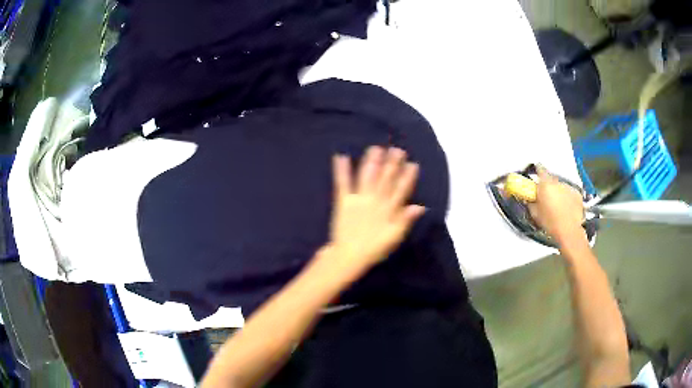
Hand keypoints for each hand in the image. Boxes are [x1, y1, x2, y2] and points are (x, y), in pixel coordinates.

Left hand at [324, 146, 425, 277]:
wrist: (349, 256)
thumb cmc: (374, 248)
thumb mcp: (395, 237)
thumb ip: (406, 220)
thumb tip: (420, 206)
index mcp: (389, 210)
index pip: (401, 190)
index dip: (407, 177)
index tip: (412, 164)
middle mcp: (375, 201)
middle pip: (385, 180)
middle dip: (392, 164)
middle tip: (396, 149)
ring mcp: (359, 200)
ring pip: (367, 178)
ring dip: (371, 162)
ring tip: (375, 149)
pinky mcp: (343, 201)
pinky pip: (343, 184)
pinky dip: (341, 170)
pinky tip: (341, 157)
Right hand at [528, 166, 585, 244]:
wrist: (569, 231)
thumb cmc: (550, 222)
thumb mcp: (535, 214)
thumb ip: (531, 202)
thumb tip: (529, 198)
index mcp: (545, 184)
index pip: (540, 169)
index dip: (537, 170)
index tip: (536, 173)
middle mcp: (558, 182)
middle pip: (551, 179)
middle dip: (548, 186)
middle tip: (546, 198)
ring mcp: (569, 187)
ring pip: (561, 186)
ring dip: (558, 192)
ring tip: (557, 206)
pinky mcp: (577, 194)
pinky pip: (570, 193)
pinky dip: (567, 198)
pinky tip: (566, 208)